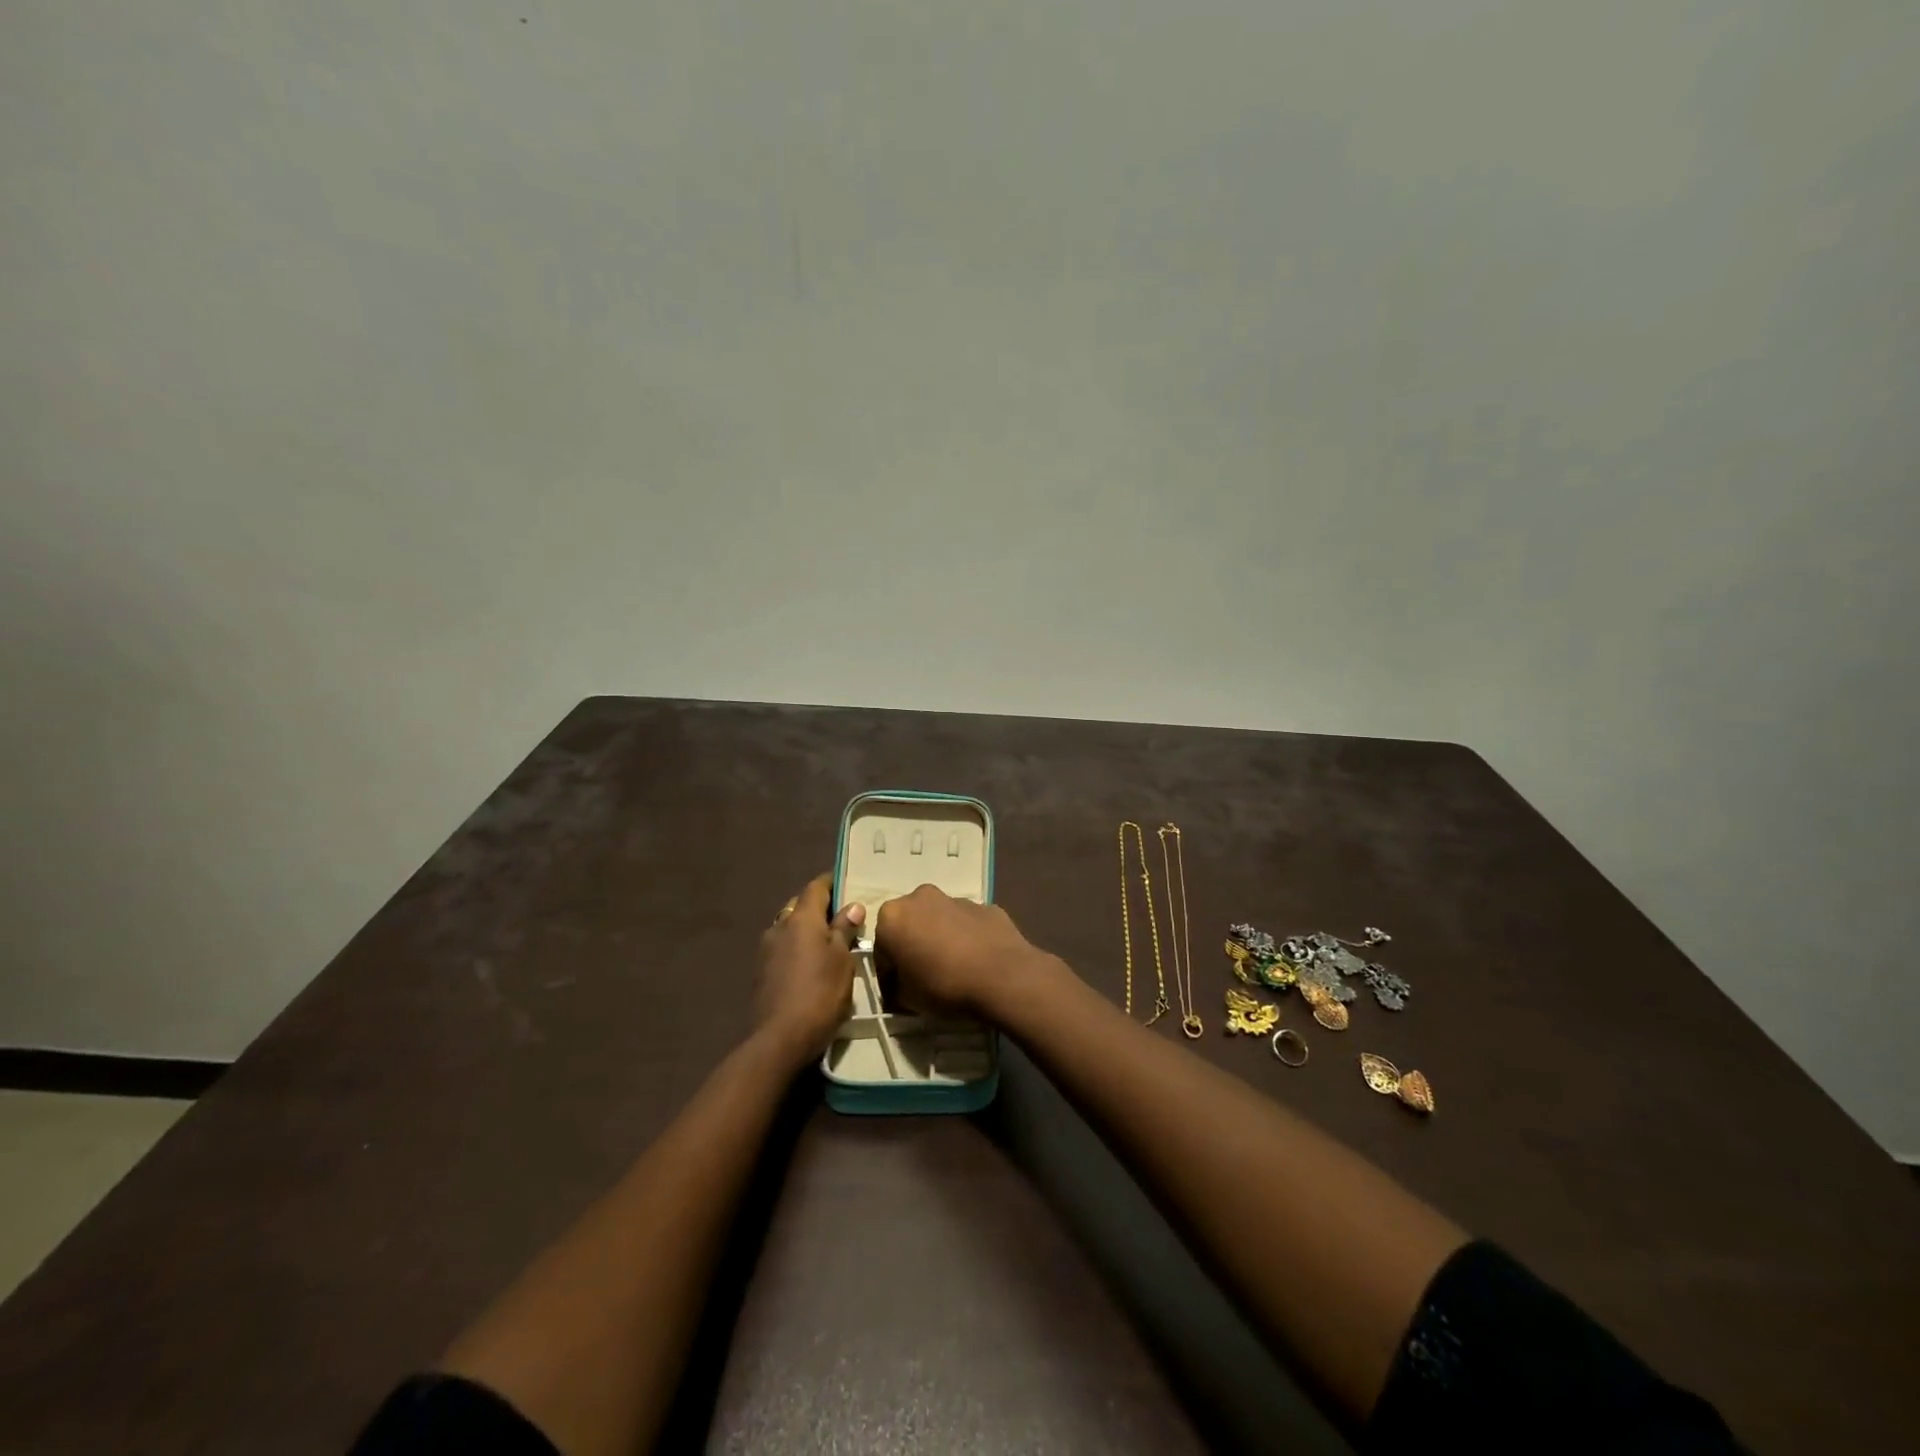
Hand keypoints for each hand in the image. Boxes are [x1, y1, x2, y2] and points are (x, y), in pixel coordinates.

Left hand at [754, 873, 863, 1066]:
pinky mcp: (761, 972)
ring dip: (807, 928)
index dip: (832, 881)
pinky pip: (783, 947)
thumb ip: (844, 930)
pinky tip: (810, 963)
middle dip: (819, 905)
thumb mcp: (842, 960)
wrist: (779, 1039)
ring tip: (828, 940)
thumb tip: (852, 906)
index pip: (816, 887)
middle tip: (843, 914)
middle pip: (800, 905)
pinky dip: (797, 947)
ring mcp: (766, 950)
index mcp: (801, 918)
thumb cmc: (819, 994)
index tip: (847, 881)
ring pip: (789, 927)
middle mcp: (779, 926)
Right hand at [873, 884, 1048, 1018]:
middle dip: (913, 947)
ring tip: (953, 969)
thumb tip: (901, 987)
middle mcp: (920, 898)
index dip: (888, 975)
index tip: (898, 994)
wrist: (1002, 975)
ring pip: (939, 920)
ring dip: (940, 939)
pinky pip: (966, 924)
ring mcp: (955, 898)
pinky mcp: (984, 906)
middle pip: (910, 925)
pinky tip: (975, 961)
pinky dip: (966, 938)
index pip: (881, 949)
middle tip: (922, 977)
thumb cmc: (943, 985)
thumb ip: (897, 988)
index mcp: (893, 916)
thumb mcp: (907, 998)